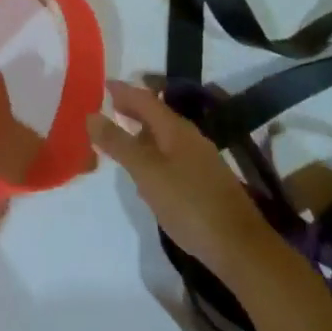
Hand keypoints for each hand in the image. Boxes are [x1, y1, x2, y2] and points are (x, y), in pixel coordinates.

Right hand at [87, 78, 277, 282]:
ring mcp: (202, 160)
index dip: (124, 91)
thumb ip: (119, 143)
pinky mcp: (206, 182)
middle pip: (158, 115)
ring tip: (123, 137)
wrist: (239, 246)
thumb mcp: (146, 172)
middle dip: (134, 109)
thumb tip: (91, 115)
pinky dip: (155, 152)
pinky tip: (148, 171)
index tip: (103, 84)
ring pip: (166, 136)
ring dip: (144, 131)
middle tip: (109, 107)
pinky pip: (173, 155)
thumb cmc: (188, 203)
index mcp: (176, 129)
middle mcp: (190, 138)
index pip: (145, 99)